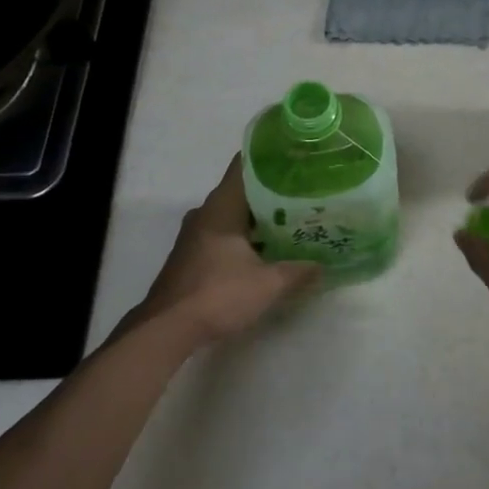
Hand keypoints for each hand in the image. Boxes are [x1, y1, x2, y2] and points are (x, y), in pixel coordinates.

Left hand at [126, 156, 323, 351]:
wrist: (166, 330)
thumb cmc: (218, 294)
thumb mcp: (268, 284)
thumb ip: (298, 270)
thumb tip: (323, 264)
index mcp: (222, 206)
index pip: (245, 165)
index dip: (271, 158)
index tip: (297, 158)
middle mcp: (206, 212)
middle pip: (242, 190)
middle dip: (273, 191)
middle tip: (306, 193)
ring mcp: (195, 235)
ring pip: (233, 214)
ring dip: (259, 217)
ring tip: (293, 220)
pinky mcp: (192, 255)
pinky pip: (224, 233)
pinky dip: (245, 236)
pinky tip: (268, 249)